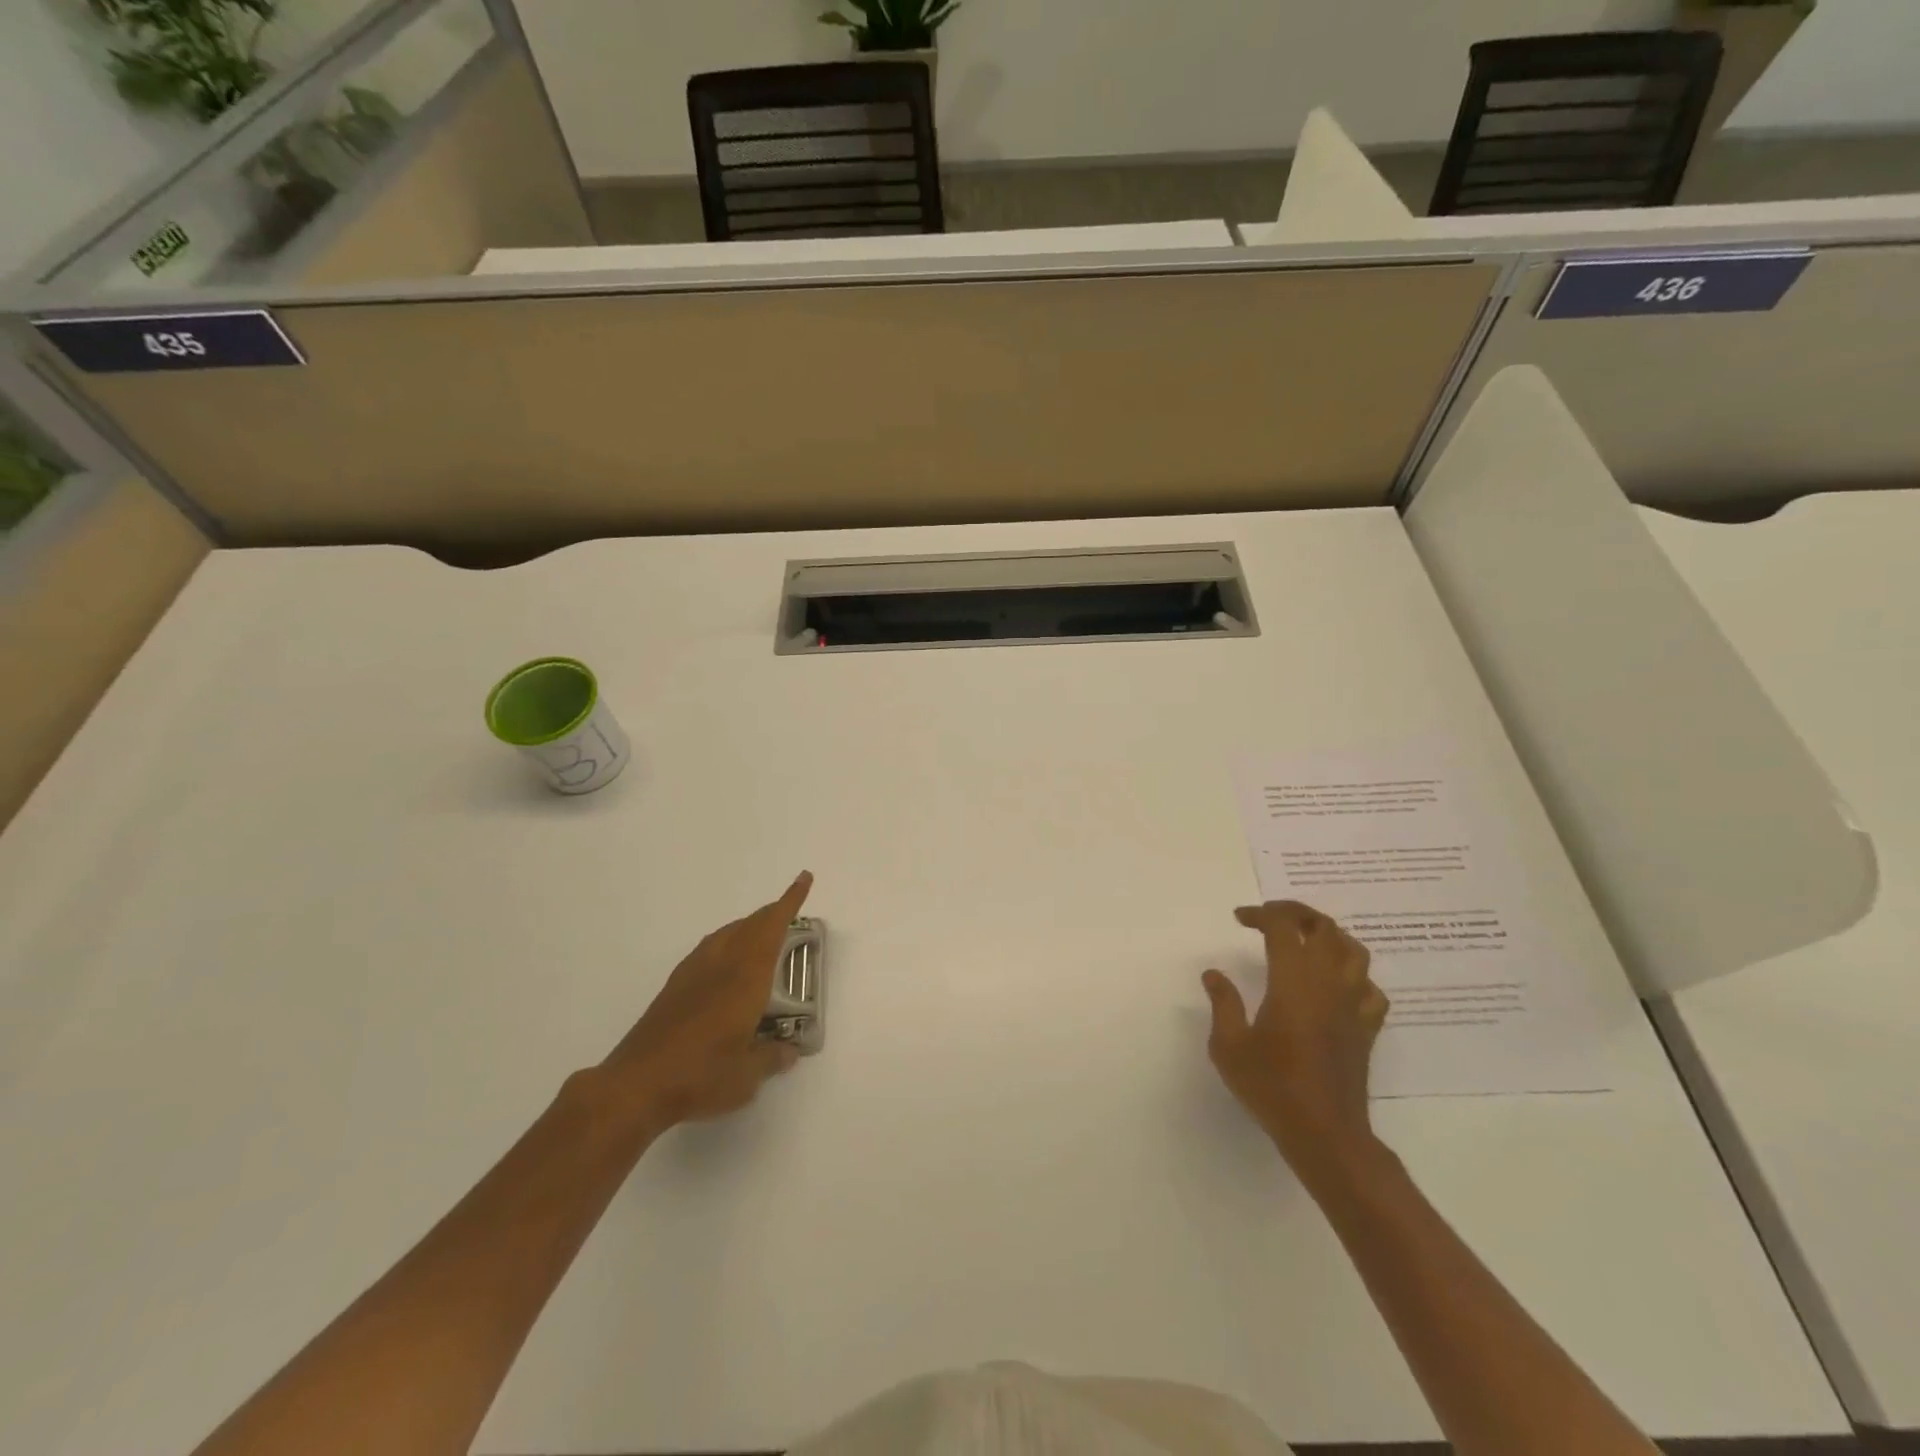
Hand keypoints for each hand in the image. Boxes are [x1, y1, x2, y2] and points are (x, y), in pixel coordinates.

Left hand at [601, 871, 812, 1130]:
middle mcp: (720, 964)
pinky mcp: (674, 987)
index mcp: (745, 976)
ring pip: (727, 933)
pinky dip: (726, 942)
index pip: (772, 928)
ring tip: (761, 936)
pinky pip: (709, 948)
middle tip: (790, 915)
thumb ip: (772, 1058)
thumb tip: (788, 1050)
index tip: (803, 878)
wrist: (635, 1085)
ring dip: (748, 926)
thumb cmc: (700, 1075)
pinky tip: (726, 964)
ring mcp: (693, 973)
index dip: (789, 902)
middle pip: (750, 925)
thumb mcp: (747, 1076)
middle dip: (772, 914)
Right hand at [1202, 900, 1389, 1181]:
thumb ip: (1223, 1004)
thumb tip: (1214, 974)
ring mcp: (1353, 1005)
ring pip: (1354, 951)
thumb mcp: (1229, 1046)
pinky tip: (1337, 984)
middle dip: (1296, 913)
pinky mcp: (1366, 1028)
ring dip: (1328, 935)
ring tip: (1305, 940)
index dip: (1261, 914)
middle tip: (1270, 918)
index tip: (1240, 919)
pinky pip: (1370, 988)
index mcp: (1293, 982)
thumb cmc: (1272, 1087)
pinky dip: (1354, 975)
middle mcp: (1328, 984)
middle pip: (1324, 928)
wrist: (1325, 1133)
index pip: (1283, 927)